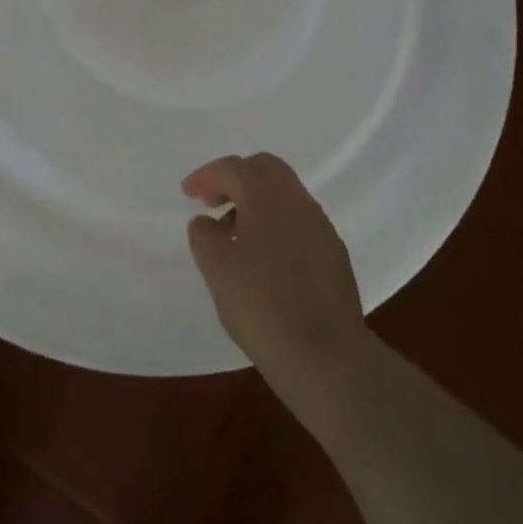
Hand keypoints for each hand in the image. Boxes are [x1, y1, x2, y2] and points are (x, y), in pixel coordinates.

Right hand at [184, 153, 365, 382]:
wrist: (326, 355)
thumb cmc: (261, 304)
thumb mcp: (216, 269)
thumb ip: (204, 235)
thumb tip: (207, 222)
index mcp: (266, 195)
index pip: (233, 168)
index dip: (206, 176)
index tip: (188, 194)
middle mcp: (297, 200)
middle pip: (264, 169)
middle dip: (235, 179)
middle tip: (212, 203)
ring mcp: (321, 226)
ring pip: (284, 195)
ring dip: (256, 203)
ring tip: (234, 235)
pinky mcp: (334, 253)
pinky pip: (298, 221)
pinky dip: (276, 224)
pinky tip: (264, 258)